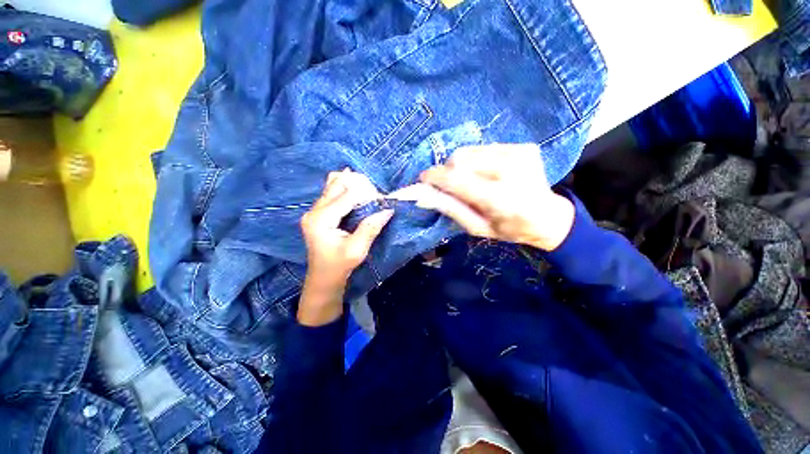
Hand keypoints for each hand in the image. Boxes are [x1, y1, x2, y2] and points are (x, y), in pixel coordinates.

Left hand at [298, 169, 392, 325]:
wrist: (323, 278)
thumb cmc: (339, 266)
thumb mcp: (357, 249)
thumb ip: (371, 228)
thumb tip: (388, 209)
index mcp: (320, 220)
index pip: (346, 197)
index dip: (365, 194)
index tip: (382, 198)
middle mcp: (313, 211)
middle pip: (336, 185)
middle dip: (357, 184)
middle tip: (374, 192)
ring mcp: (314, 211)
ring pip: (333, 187)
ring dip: (351, 186)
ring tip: (368, 191)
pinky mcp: (318, 214)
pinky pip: (332, 194)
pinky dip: (346, 191)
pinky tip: (358, 193)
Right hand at [418, 143, 574, 250]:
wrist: (547, 217)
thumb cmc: (509, 229)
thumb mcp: (476, 227)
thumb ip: (450, 209)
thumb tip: (424, 194)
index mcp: (499, 198)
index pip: (456, 179)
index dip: (435, 177)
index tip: (423, 178)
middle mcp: (510, 171)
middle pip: (460, 158)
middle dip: (448, 171)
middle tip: (451, 185)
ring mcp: (520, 154)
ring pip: (470, 150)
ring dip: (461, 165)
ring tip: (471, 179)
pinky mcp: (523, 146)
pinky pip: (484, 148)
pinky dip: (477, 160)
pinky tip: (487, 172)